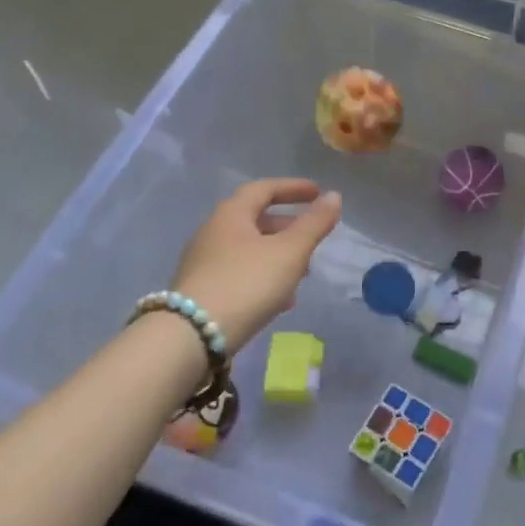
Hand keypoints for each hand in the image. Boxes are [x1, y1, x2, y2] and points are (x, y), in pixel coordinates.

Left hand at [171, 179, 342, 351]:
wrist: (190, 337)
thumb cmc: (247, 283)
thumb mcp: (290, 252)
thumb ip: (314, 223)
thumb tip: (334, 196)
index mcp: (232, 214)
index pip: (264, 189)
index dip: (293, 188)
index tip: (317, 192)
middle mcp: (213, 231)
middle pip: (255, 219)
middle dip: (287, 226)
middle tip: (312, 236)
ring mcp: (202, 262)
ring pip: (248, 249)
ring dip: (277, 255)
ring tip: (302, 274)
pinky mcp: (199, 290)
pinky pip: (238, 272)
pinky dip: (263, 276)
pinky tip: (279, 301)